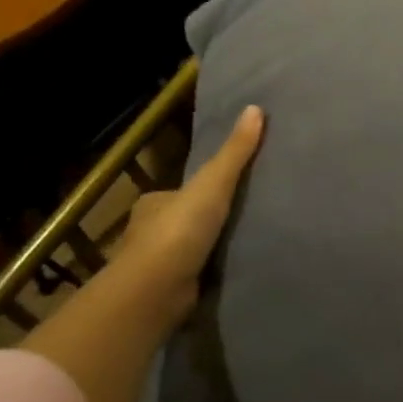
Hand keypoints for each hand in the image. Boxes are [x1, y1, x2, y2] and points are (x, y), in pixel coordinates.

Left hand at [21, 104, 263, 401]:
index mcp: (153, 202)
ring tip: (238, 250)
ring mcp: (154, 265)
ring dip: (202, 251)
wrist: (154, 290)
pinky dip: (202, 276)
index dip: (201, 192)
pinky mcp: (164, 293)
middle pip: (180, 221)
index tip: (226, 195)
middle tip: (237, 223)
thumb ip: (235, 153)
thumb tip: (256, 108)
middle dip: (201, 223)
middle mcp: (147, 231)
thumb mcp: (213, 183)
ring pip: (183, 251)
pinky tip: (224, 277)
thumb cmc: (179, 231)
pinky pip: (188, 277)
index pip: (179, 192)